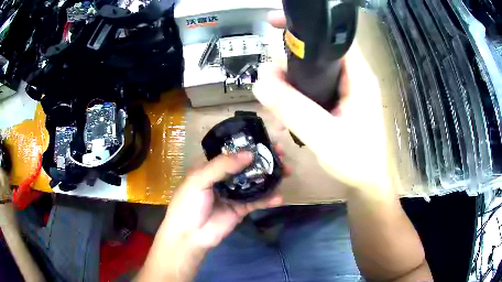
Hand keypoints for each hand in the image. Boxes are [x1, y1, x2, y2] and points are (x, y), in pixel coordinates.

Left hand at [163, 145, 287, 249]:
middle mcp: (225, 178)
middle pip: (248, 165)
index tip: (266, 141)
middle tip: (281, 154)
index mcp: (212, 167)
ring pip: (256, 182)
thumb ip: (222, 166)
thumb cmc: (188, 203)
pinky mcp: (241, 209)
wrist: (189, 235)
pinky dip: (269, 199)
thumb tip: (249, 154)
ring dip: (271, 176)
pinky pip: (258, 201)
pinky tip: (279, 197)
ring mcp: (235, 193)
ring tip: (287, 171)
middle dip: (265, 159)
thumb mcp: (199, 179)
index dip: (249, 145)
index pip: (233, 151)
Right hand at [255, 11, 390, 195]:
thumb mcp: (323, 136)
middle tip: (268, 78)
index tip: (274, 24)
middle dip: (289, 60)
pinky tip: (286, 107)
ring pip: (313, 71)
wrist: (368, 183)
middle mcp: (352, 77)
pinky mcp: (339, 101)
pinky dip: (297, 92)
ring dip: (290, 79)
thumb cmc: (356, 160)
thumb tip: (260, 82)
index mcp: (357, 76)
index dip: (304, 28)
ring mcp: (346, 89)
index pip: (331, 38)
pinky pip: (314, 87)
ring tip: (274, 98)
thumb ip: (293, 109)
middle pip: (318, 53)